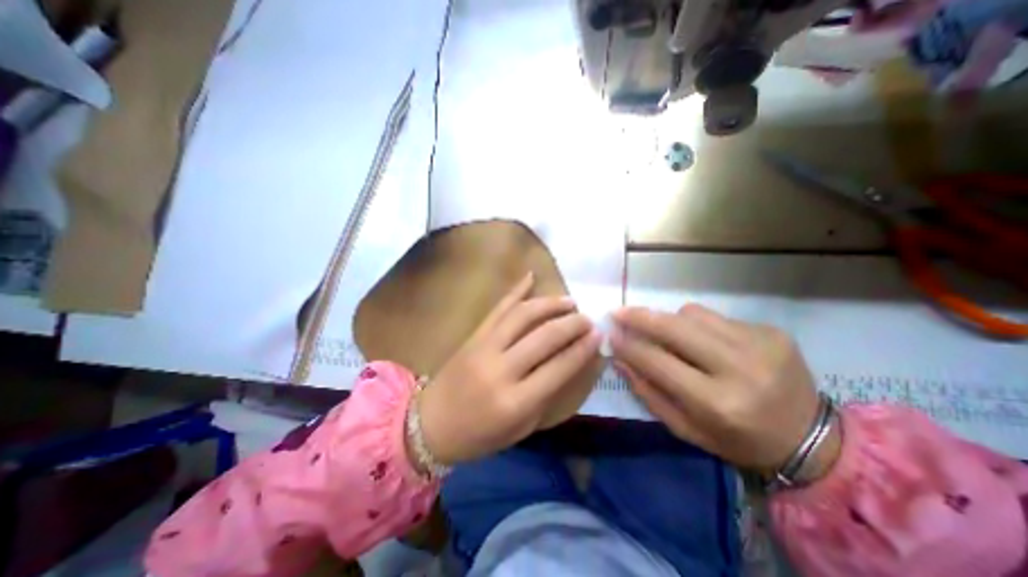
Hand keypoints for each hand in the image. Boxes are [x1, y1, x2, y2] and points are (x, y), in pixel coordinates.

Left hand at [413, 274, 600, 467]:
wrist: (431, 424)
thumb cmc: (480, 435)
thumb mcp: (522, 427)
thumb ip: (548, 394)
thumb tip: (574, 362)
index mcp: (516, 402)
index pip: (560, 367)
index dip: (583, 348)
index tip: (599, 334)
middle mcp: (501, 370)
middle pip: (545, 337)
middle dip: (572, 323)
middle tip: (588, 318)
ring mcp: (484, 347)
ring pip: (523, 315)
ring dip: (550, 304)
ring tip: (569, 301)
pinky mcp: (474, 335)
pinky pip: (498, 308)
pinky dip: (516, 290)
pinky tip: (531, 276)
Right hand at [614, 305, 830, 474]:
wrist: (813, 441)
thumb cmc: (738, 441)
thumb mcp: (686, 429)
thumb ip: (648, 392)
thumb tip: (620, 358)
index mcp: (718, 403)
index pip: (657, 361)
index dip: (629, 345)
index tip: (610, 333)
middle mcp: (740, 368)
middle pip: (674, 328)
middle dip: (640, 317)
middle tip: (619, 312)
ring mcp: (760, 344)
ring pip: (692, 314)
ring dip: (670, 320)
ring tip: (666, 334)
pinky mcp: (772, 331)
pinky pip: (715, 316)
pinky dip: (697, 324)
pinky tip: (701, 340)